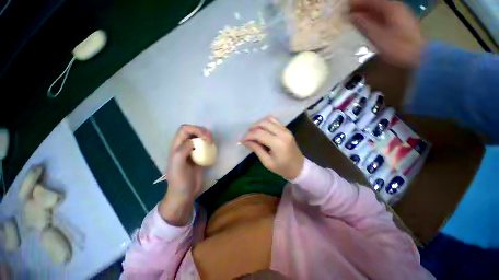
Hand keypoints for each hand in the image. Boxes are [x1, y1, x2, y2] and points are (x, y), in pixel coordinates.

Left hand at [159, 125, 212, 225]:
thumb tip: (193, 141)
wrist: (185, 193)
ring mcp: (192, 151)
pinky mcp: (199, 156)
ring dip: (207, 137)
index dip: (195, 129)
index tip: (205, 138)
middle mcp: (184, 146)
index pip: (185, 129)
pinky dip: (210, 145)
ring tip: (212, 143)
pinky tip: (213, 149)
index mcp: (177, 146)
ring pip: (200, 137)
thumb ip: (182, 151)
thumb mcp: (177, 166)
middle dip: (203, 132)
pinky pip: (205, 146)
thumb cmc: (179, 180)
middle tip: (211, 140)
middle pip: (194, 131)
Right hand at [242, 116, 304, 180]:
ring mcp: (286, 130)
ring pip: (269, 119)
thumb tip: (245, 141)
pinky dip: (266, 122)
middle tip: (247, 135)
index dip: (248, 136)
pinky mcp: (287, 129)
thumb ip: (256, 149)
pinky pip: (275, 120)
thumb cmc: (282, 168)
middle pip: (263, 124)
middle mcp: (282, 133)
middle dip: (252, 128)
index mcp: (278, 143)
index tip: (242, 140)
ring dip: (259, 123)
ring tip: (253, 131)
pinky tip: (262, 128)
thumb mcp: (267, 162)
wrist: (299, 167)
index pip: (259, 134)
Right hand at [350, 0, 424, 68]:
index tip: (345, 5)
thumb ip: (365, 25)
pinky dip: (373, 18)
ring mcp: (399, 15)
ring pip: (379, 10)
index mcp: (391, 8)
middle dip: (361, 7)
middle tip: (347, 12)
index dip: (358, 2)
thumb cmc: (398, 47)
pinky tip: (365, 24)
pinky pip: (383, 16)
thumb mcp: (379, 37)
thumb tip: (352, 17)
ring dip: (366, 13)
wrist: (418, 56)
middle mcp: (396, 8)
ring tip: (353, 17)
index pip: (372, 1)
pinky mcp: (399, 23)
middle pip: (376, 4)